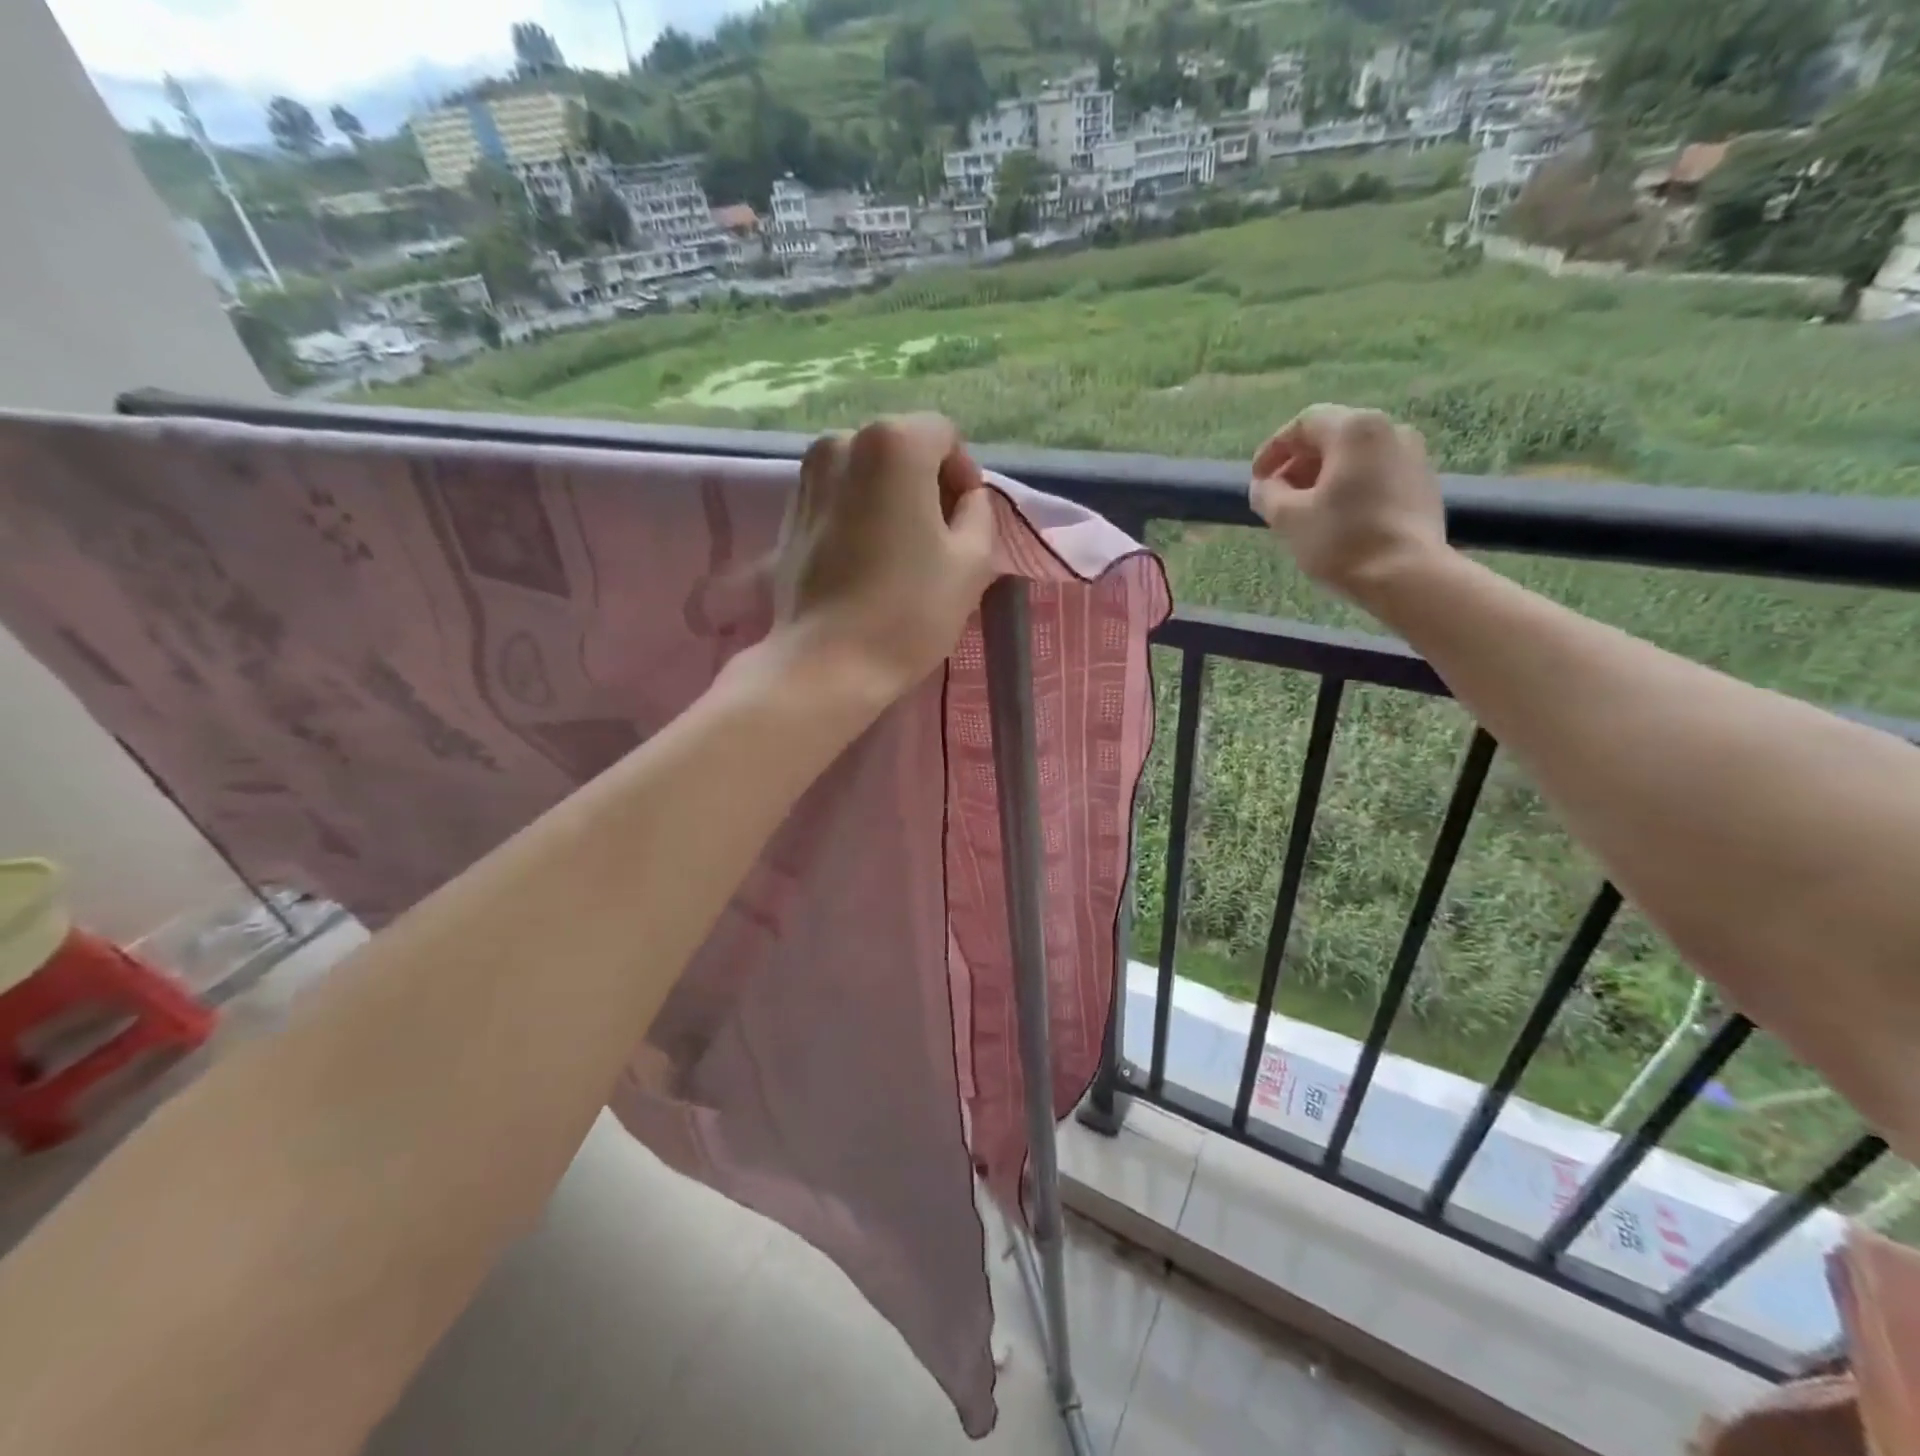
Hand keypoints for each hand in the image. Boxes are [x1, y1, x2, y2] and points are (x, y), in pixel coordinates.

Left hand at [772, 413, 998, 696]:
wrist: (827, 664)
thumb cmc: (908, 611)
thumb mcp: (972, 561)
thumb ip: (980, 512)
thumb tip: (966, 498)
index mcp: (893, 443)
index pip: (944, 436)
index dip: (963, 477)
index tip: (964, 525)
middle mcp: (842, 442)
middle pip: (903, 449)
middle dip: (926, 486)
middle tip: (936, 542)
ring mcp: (807, 477)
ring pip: (868, 474)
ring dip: (891, 500)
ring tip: (899, 554)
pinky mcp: (789, 513)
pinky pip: (839, 498)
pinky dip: (859, 515)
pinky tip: (865, 563)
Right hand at [1249, 405, 1448, 601]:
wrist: (1408, 575)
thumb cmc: (1342, 540)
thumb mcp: (1288, 518)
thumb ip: (1268, 494)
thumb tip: (1264, 485)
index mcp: (1355, 429)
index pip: (1303, 425)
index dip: (1273, 450)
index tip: (1256, 479)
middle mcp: (1389, 429)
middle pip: (1332, 436)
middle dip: (1299, 463)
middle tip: (1276, 495)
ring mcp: (1413, 455)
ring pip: (1356, 456)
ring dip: (1324, 476)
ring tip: (1304, 509)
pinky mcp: (1424, 483)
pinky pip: (1377, 473)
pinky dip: (1350, 486)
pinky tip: (1336, 517)